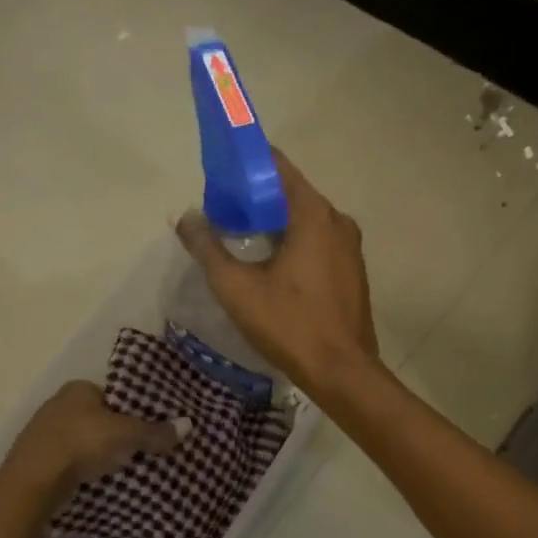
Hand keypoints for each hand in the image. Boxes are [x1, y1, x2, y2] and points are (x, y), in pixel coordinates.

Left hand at [0, 381, 188, 501]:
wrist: (32, 483)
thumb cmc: (81, 444)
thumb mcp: (126, 435)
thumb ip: (155, 431)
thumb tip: (189, 425)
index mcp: (77, 388)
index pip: (113, 394)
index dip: (133, 410)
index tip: (150, 428)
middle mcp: (57, 403)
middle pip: (98, 417)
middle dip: (117, 432)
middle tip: (141, 450)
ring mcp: (43, 432)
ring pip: (83, 439)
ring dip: (99, 452)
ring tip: (123, 467)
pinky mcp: (37, 459)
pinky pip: (69, 459)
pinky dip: (83, 467)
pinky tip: (96, 479)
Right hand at [176, 150, 382, 397]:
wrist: (342, 372)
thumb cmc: (289, 325)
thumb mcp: (236, 287)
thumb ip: (207, 248)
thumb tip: (185, 218)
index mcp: (314, 214)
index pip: (278, 167)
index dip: (247, 165)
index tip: (219, 173)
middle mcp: (338, 221)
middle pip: (292, 194)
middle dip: (256, 197)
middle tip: (222, 210)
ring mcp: (350, 248)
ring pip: (306, 221)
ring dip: (275, 223)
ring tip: (240, 236)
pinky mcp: (352, 272)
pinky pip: (319, 243)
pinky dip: (295, 242)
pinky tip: (271, 264)